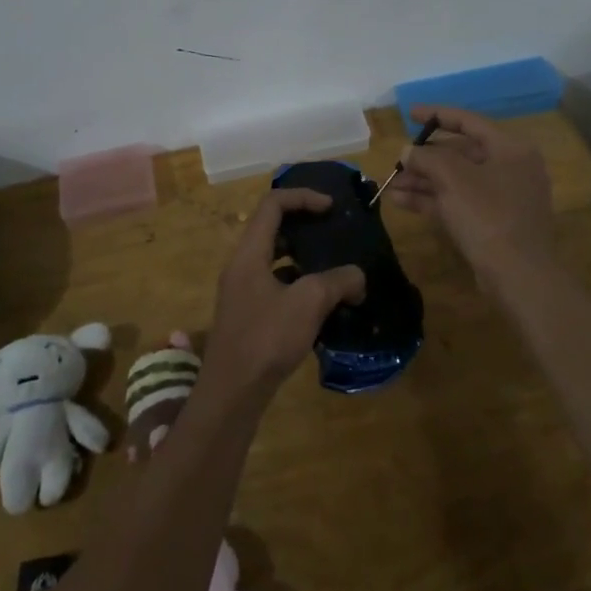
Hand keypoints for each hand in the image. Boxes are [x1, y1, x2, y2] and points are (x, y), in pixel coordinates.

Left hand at [201, 188, 365, 410]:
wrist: (232, 393)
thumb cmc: (266, 338)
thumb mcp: (309, 303)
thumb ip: (338, 281)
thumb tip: (358, 276)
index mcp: (249, 252)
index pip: (273, 205)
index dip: (303, 197)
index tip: (331, 207)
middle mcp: (241, 265)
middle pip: (271, 228)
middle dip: (304, 225)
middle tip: (333, 232)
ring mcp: (242, 290)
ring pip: (274, 258)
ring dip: (303, 256)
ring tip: (333, 266)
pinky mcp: (248, 314)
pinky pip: (275, 283)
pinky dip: (298, 283)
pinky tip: (322, 302)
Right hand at [386, 105, 554, 289]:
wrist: (519, 275)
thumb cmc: (488, 215)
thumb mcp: (453, 178)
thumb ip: (427, 158)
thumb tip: (408, 151)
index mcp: (510, 148)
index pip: (469, 121)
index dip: (437, 115)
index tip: (409, 114)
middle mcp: (510, 168)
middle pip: (460, 152)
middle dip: (425, 158)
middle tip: (398, 161)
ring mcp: (503, 197)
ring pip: (456, 180)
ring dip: (423, 181)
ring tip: (391, 185)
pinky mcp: (493, 223)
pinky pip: (459, 201)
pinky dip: (432, 199)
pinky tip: (401, 201)